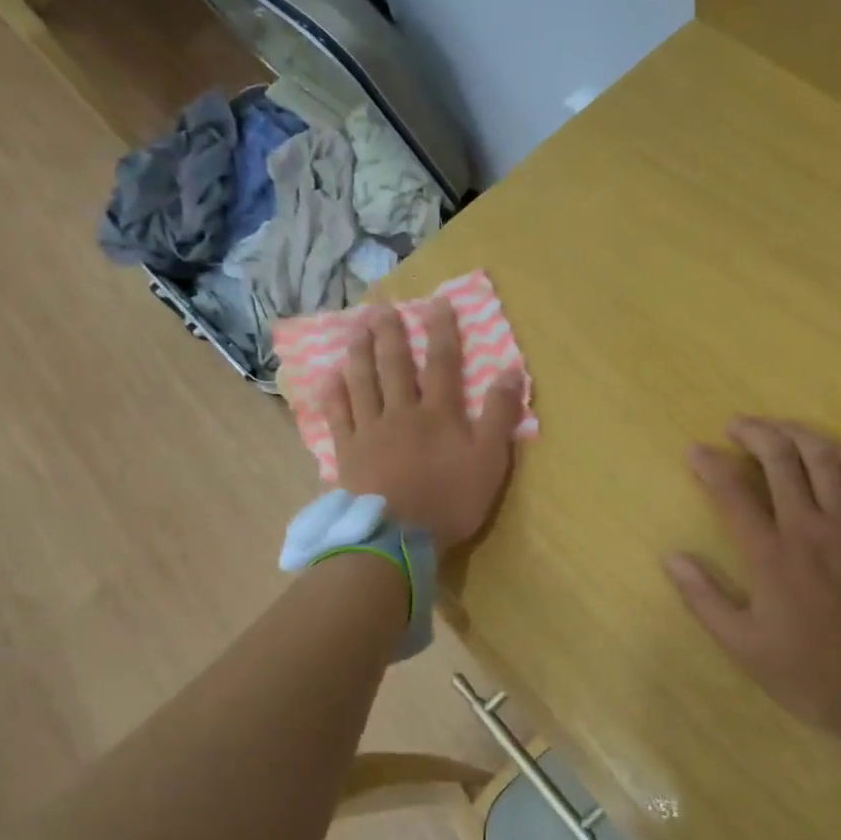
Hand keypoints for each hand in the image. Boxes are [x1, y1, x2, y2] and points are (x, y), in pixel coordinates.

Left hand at [320, 300, 523, 548]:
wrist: (398, 537)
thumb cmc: (450, 500)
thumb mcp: (489, 460)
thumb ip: (500, 415)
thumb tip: (512, 370)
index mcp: (438, 413)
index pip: (442, 362)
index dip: (441, 331)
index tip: (436, 302)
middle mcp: (401, 412)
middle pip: (394, 366)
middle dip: (390, 334)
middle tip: (381, 307)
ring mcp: (370, 431)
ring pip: (362, 383)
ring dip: (359, 353)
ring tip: (355, 329)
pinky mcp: (348, 452)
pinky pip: (337, 416)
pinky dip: (333, 394)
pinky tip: (328, 377)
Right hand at [666, 419, 840, 740]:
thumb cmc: (810, 671)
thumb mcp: (744, 646)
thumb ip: (704, 599)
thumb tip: (672, 558)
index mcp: (771, 554)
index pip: (732, 493)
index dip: (709, 465)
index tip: (694, 451)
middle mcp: (809, 527)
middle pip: (781, 460)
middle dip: (754, 433)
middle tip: (735, 425)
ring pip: (824, 459)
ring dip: (796, 434)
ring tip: (777, 427)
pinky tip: (830, 450)